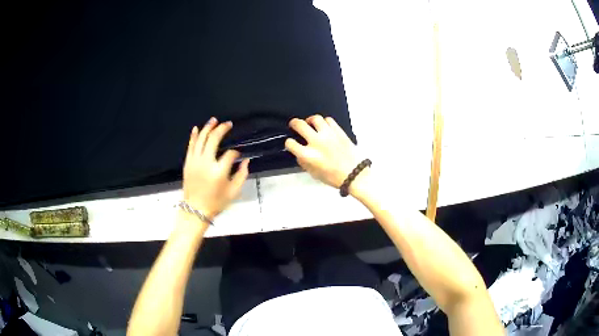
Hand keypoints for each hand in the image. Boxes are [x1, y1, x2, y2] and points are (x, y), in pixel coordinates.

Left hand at [183, 117, 249, 219]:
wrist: (195, 210)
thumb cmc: (216, 202)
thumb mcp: (234, 192)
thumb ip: (242, 175)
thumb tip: (246, 160)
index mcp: (219, 171)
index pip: (230, 154)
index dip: (236, 152)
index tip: (238, 154)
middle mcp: (206, 163)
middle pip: (214, 139)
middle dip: (222, 129)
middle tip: (228, 124)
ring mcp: (195, 161)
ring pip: (201, 139)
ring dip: (208, 128)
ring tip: (214, 120)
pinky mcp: (188, 163)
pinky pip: (190, 146)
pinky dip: (194, 136)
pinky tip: (197, 128)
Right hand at [285, 115, 360, 188]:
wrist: (355, 174)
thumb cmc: (334, 177)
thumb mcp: (314, 173)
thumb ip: (304, 162)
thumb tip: (299, 153)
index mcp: (308, 155)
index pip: (291, 143)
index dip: (289, 143)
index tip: (291, 143)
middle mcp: (316, 142)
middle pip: (299, 125)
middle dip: (294, 123)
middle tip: (294, 124)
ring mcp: (328, 134)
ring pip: (315, 118)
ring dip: (310, 120)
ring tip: (310, 123)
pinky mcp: (339, 131)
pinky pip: (328, 120)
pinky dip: (324, 122)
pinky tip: (324, 127)